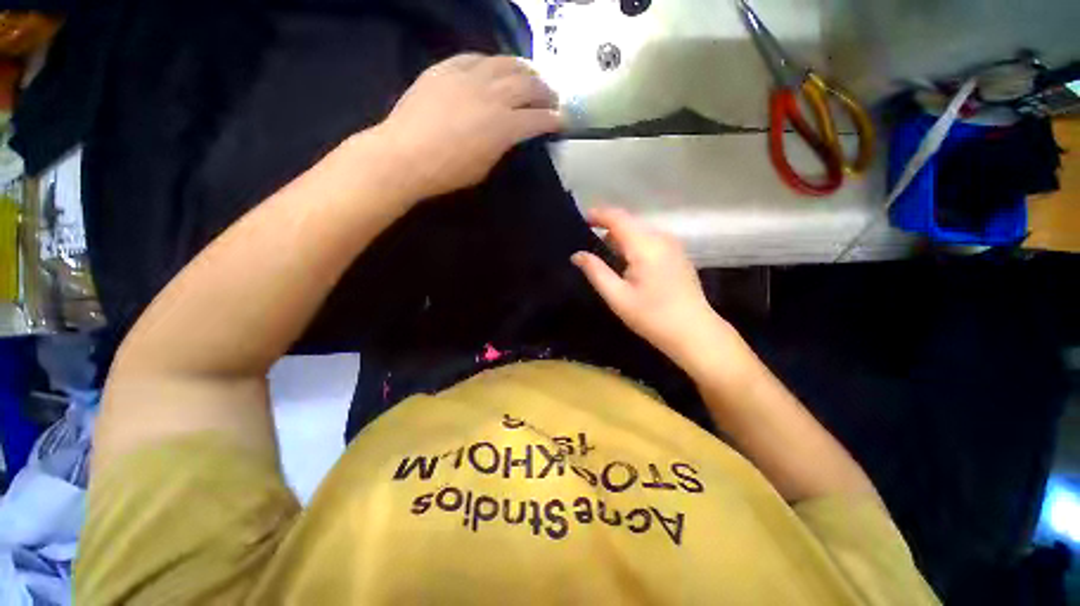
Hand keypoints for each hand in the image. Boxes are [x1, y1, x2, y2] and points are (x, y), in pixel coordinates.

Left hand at [377, 53, 562, 200]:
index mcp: (504, 127)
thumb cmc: (448, 172)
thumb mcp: (485, 167)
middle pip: (528, 84)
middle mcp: (492, 96)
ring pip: (505, 63)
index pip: (537, 118)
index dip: (553, 120)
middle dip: (545, 91)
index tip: (561, 121)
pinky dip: (491, 62)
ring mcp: (469, 77)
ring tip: (530, 75)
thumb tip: (510, 134)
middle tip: (551, 97)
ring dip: (524, 69)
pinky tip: (494, 68)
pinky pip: (475, 57)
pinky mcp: (446, 68)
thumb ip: (502, 146)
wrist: (405, 155)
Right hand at [572, 208, 738, 373]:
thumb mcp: (618, 297)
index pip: (618, 218)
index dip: (598, 215)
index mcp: (645, 246)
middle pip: (630, 222)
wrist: (694, 332)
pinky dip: (634, 244)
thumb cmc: (652, 316)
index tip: (581, 219)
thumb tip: (577, 254)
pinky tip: (627, 262)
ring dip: (621, 237)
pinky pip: (650, 240)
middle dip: (608, 227)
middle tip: (588, 240)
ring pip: (640, 231)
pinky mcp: (678, 254)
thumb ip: (596, 272)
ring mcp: (673, 245)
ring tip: (605, 253)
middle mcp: (661, 238)